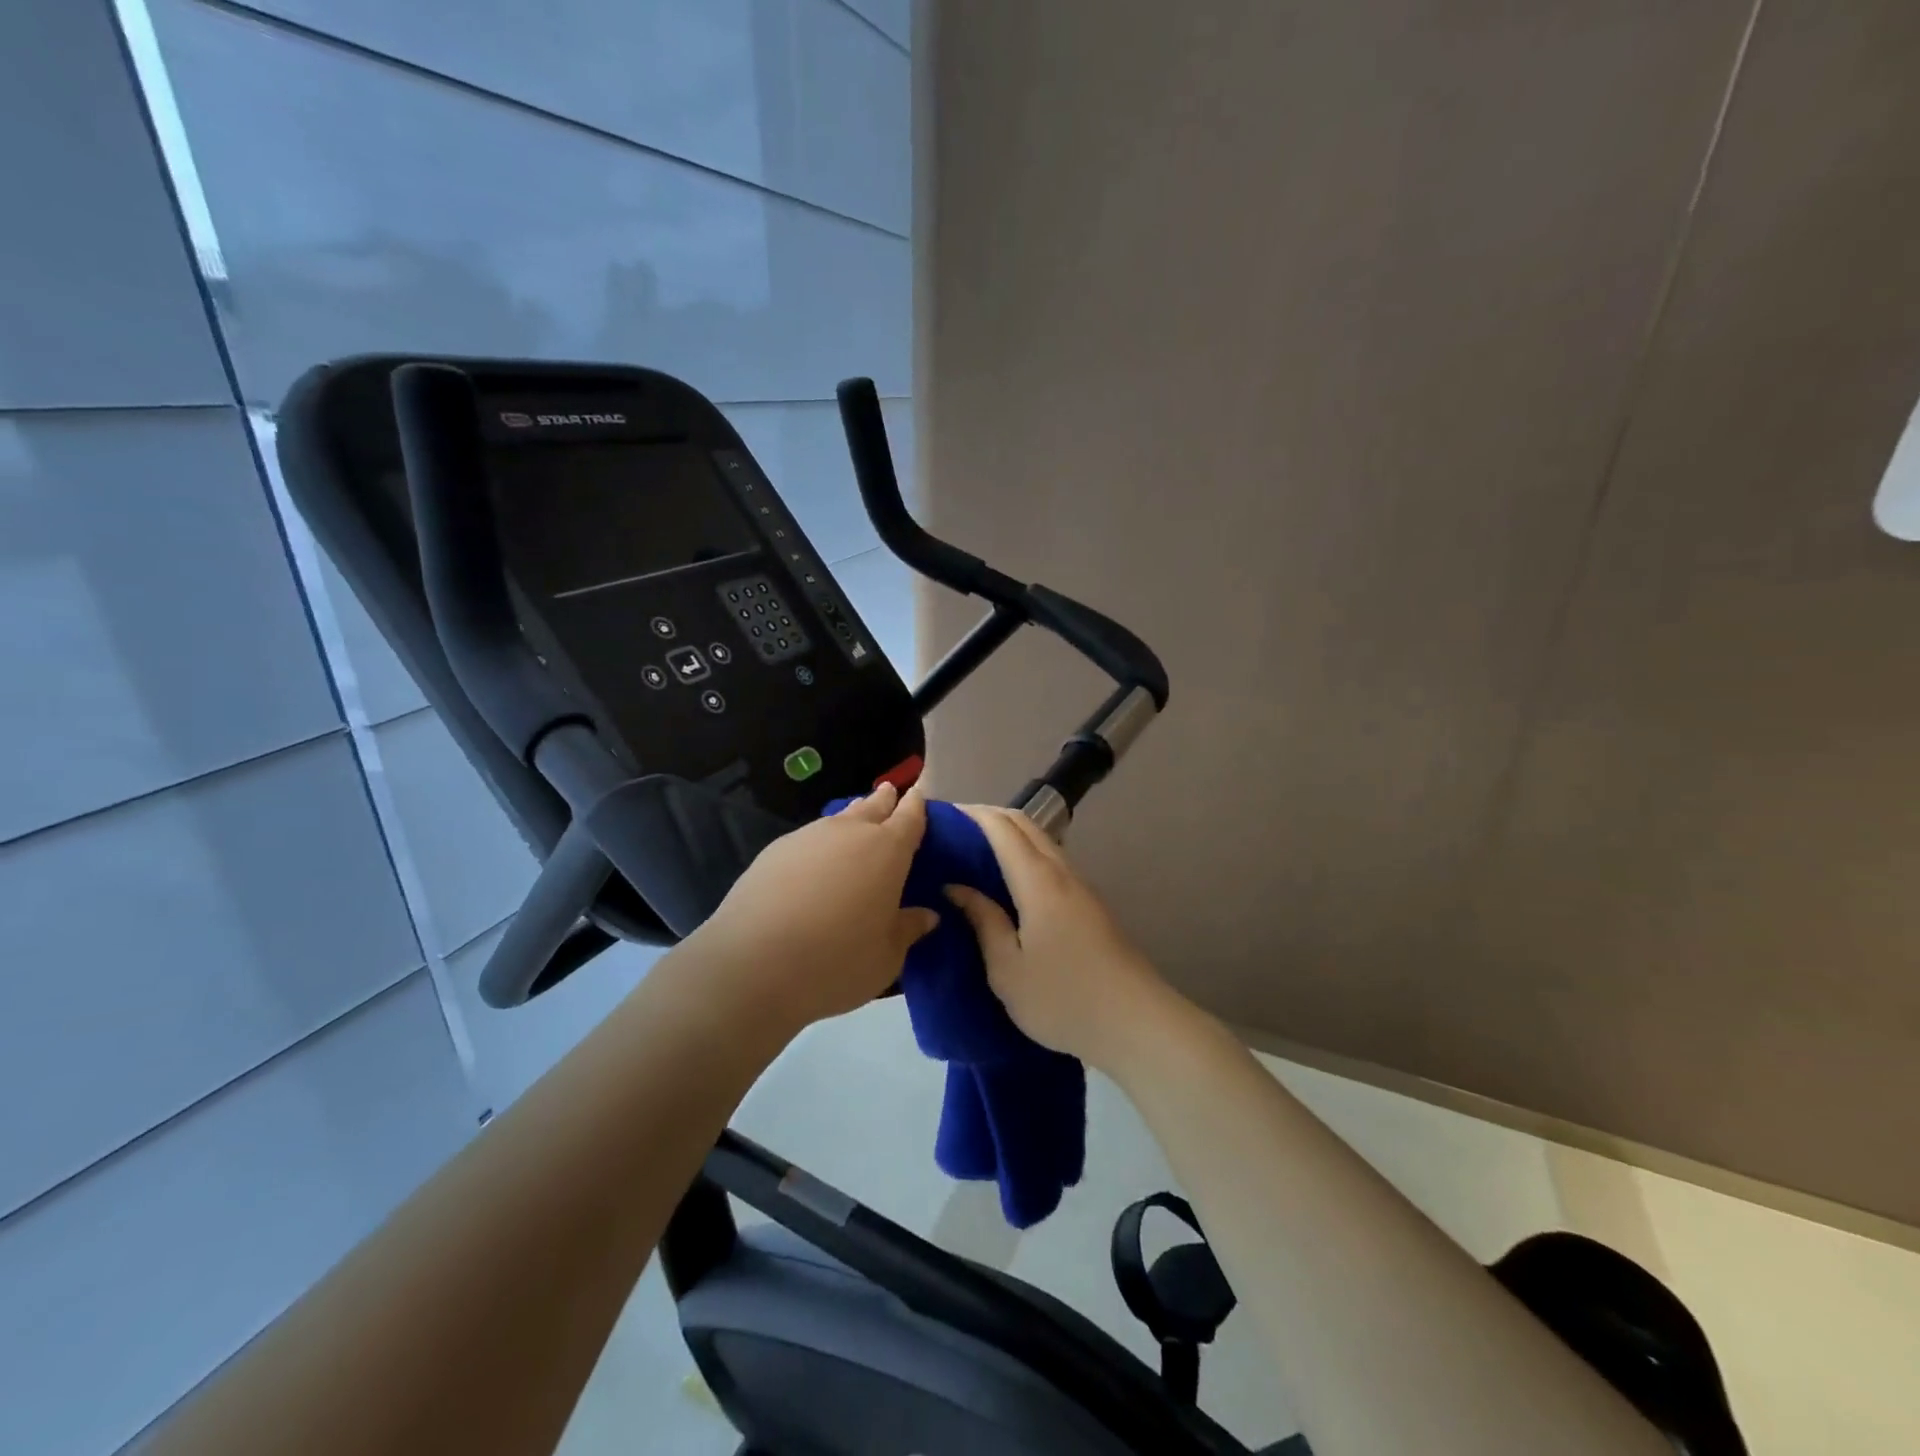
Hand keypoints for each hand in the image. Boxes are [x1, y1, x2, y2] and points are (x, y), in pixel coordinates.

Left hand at [693, 783, 940, 1031]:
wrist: (753, 965)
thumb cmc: (837, 961)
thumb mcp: (887, 956)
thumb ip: (908, 929)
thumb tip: (927, 915)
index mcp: (887, 850)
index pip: (909, 817)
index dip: (916, 806)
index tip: (919, 795)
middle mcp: (849, 832)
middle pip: (872, 807)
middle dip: (884, 800)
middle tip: (890, 793)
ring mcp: (808, 837)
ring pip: (837, 820)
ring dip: (850, 820)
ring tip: (855, 823)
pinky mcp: (774, 851)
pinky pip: (809, 838)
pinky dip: (820, 844)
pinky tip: (815, 862)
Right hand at [944, 805, 1174, 1068]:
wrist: (1136, 1023)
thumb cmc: (1063, 999)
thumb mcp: (1007, 969)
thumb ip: (983, 921)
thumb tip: (956, 887)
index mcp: (1038, 881)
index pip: (1001, 827)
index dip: (971, 814)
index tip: (941, 816)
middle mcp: (1062, 872)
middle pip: (1025, 824)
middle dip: (989, 816)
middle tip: (953, 831)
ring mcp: (1080, 887)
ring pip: (1041, 841)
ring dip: (1009, 835)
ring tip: (974, 852)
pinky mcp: (1090, 905)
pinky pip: (1050, 861)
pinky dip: (1024, 854)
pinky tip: (1008, 880)